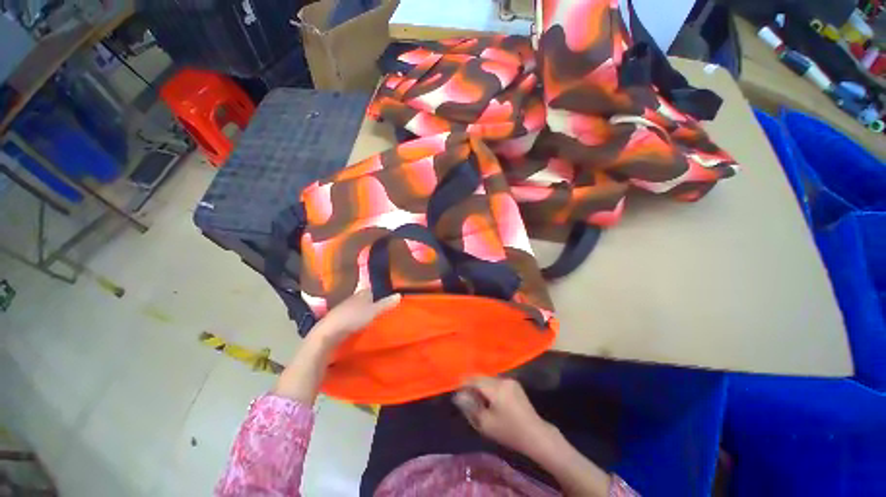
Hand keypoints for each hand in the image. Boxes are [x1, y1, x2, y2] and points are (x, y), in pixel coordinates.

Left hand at [312, 289, 400, 345]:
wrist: (328, 333)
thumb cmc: (352, 318)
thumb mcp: (373, 311)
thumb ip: (386, 304)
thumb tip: (400, 295)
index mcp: (360, 294)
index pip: (369, 289)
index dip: (376, 291)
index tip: (384, 294)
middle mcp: (351, 299)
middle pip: (363, 299)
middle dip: (370, 301)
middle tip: (380, 306)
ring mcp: (343, 310)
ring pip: (356, 308)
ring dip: (362, 311)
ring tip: (372, 316)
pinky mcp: (338, 321)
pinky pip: (350, 317)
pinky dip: (356, 319)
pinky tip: (360, 325)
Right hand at [453, 376, 554, 456]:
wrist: (535, 435)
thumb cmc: (508, 432)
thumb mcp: (485, 423)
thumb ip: (470, 407)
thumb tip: (458, 396)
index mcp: (496, 388)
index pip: (474, 379)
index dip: (464, 383)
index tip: (456, 389)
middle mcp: (503, 380)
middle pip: (482, 377)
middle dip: (472, 384)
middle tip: (465, 396)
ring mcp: (510, 380)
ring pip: (489, 379)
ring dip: (481, 385)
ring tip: (476, 398)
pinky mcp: (515, 384)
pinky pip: (497, 382)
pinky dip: (490, 387)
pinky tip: (489, 399)